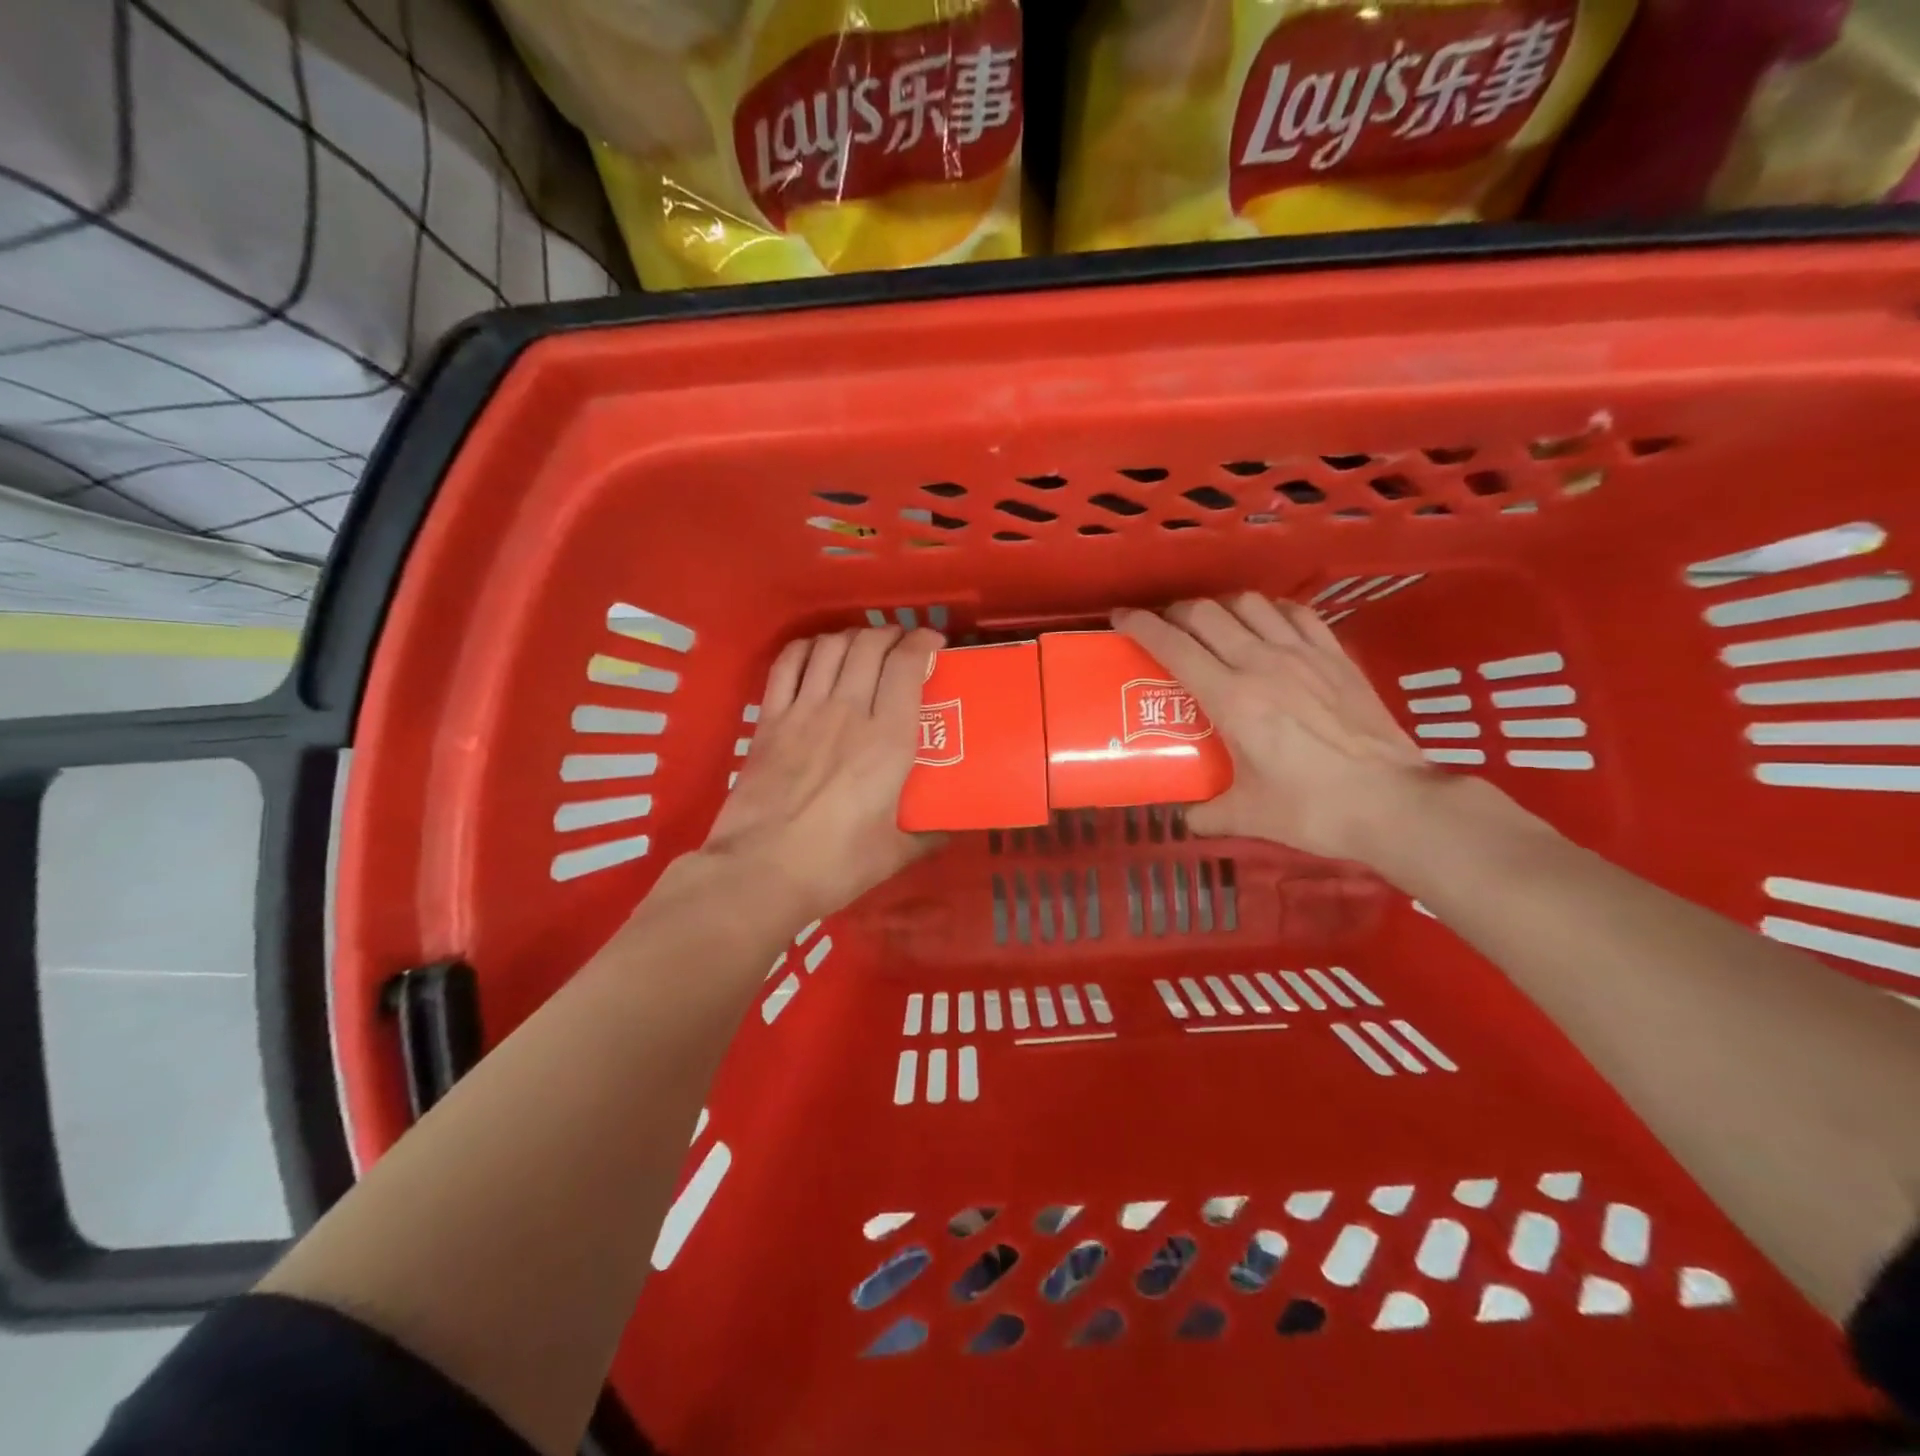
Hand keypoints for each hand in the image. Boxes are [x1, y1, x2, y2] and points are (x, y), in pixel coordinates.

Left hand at [699, 625, 945, 924]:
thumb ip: (927, 834)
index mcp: (887, 740)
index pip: (905, 666)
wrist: (761, 872)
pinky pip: (787, 664)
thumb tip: (949, 829)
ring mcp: (804, 711)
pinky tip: (816, 653)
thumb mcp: (895, 853)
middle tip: (901, 646)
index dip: (922, 642)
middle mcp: (847, 711)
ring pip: (830, 647)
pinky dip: (806, 648)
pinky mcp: (770, 720)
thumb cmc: (836, 865)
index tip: (932, 643)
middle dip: (890, 635)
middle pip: (869, 646)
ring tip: (862, 647)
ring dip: (851, 637)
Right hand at [1114, 594, 1434, 862]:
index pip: (1174, 645)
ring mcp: (1303, 654)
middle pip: (1206, 614)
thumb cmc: (1314, 810)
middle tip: (1166, 629)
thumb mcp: (1248, 816)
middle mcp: (1262, 663)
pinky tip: (1268, 627)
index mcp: (1232, 698)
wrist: (1394, 804)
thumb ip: (1207, 813)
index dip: (1140, 625)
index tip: (1120, 617)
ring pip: (1250, 604)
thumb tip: (1186, 816)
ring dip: (1222, 607)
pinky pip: (1296, 614)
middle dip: (1176, 613)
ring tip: (1215, 626)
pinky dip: (1271, 612)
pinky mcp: (1336, 656)